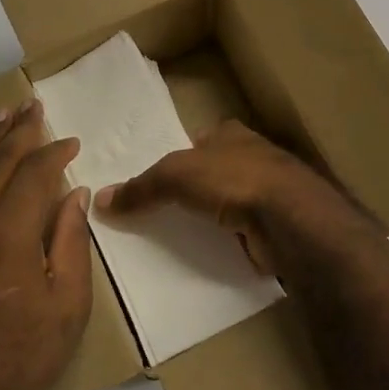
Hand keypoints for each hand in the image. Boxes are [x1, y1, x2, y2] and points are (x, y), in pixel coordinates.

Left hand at [0, 102, 93, 389]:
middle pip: (0, 164)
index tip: (73, 143)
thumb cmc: (20, 360)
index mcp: (11, 231)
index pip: (36, 173)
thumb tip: (74, 194)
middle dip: (22, 133)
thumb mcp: (67, 306)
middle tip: (35, 106)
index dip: (56, 153)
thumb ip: (71, 243)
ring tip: (1, 113)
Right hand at [95, 120, 362, 278]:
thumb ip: (141, 187)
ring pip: (229, 203)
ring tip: (180, 238)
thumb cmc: (232, 179)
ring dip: (212, 217)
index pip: (200, 141)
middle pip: (215, 172)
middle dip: (196, 189)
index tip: (159, 180)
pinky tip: (208, 256)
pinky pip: (241, 233)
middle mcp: (252, 157)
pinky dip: (227, 242)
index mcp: (231, 134)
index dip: (181, 156)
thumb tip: (100, 199)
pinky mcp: (274, 224)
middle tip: (162, 212)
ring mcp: (267, 192)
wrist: (287, 217)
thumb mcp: (175, 175)